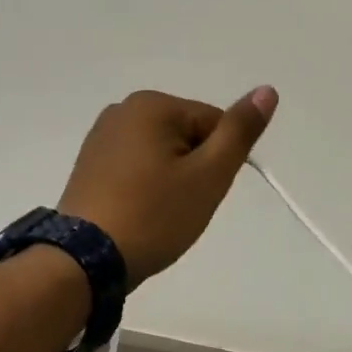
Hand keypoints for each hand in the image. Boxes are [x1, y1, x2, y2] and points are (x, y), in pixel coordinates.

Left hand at [58, 87, 277, 285]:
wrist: (84, 261)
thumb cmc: (154, 215)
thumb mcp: (209, 175)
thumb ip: (239, 131)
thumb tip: (267, 89)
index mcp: (152, 104)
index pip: (213, 124)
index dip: (217, 163)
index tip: (200, 194)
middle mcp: (123, 109)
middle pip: (187, 136)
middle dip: (193, 170)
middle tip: (180, 207)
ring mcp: (101, 136)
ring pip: (162, 153)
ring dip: (170, 180)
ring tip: (157, 214)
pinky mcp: (89, 163)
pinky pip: (135, 166)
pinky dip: (145, 186)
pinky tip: (137, 212)